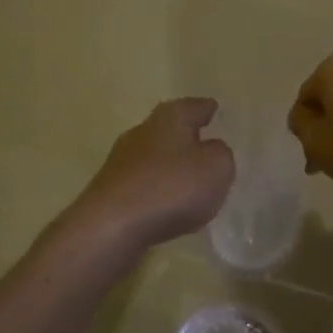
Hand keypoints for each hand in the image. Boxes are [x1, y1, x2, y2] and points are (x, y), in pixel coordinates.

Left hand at [69, 98, 235, 250]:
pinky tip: (168, 205)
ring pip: (155, 156)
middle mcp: (142, 131)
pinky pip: (144, 183)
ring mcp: (122, 160)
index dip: (208, 109)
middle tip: (207, 147)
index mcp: (170, 117)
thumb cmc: (172, 188)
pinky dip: (157, 189)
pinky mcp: (111, 189)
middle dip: (188, 137)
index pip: (195, 106)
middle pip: (170, 129)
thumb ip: (221, 154)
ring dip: (171, 166)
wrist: (111, 226)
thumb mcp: (217, 168)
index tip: (216, 110)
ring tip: (191, 182)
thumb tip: (210, 150)